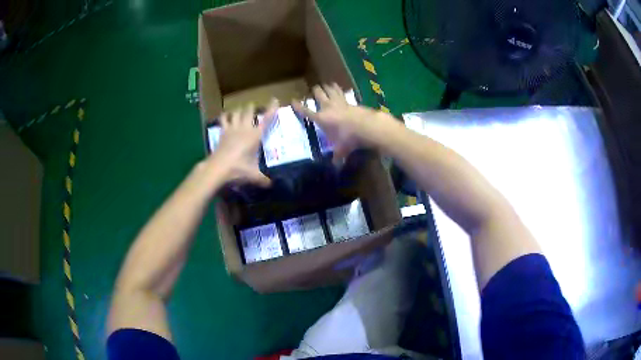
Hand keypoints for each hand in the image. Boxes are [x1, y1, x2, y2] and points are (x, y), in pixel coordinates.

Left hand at [208, 99, 278, 186]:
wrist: (218, 168)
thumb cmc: (238, 169)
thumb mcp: (254, 175)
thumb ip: (263, 179)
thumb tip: (271, 185)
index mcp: (255, 135)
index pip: (266, 119)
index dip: (271, 109)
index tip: (274, 99)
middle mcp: (244, 128)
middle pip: (248, 111)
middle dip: (252, 107)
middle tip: (253, 106)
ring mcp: (232, 129)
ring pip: (236, 112)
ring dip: (238, 110)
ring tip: (240, 111)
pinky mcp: (222, 132)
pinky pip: (223, 119)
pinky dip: (225, 116)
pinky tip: (225, 116)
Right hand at [292, 84, 384, 162]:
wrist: (365, 126)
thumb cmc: (349, 137)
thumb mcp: (341, 149)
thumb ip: (337, 156)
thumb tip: (336, 166)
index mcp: (321, 118)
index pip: (305, 111)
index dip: (298, 106)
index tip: (293, 101)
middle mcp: (327, 107)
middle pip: (318, 94)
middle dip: (315, 91)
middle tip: (314, 90)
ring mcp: (339, 102)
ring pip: (330, 89)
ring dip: (327, 87)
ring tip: (326, 85)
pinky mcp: (349, 100)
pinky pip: (342, 92)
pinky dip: (339, 90)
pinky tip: (339, 89)